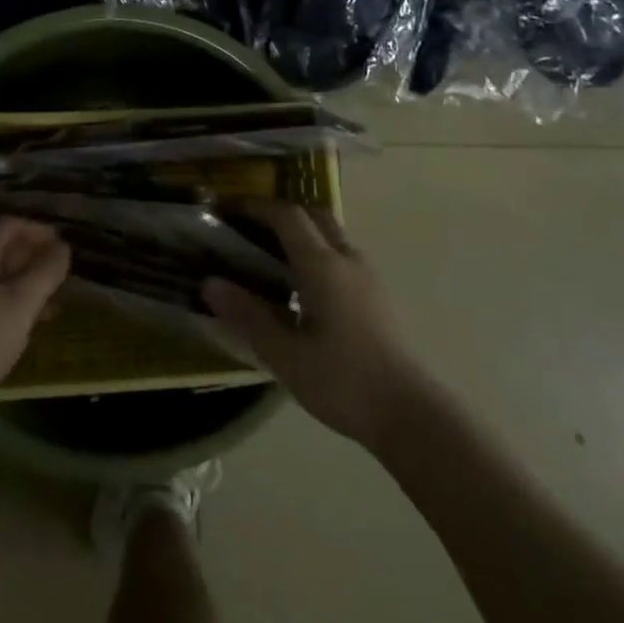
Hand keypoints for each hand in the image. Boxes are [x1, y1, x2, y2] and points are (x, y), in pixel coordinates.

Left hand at [0, 217, 70, 419]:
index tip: (61, 245)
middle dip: (27, 260)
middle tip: (57, 280)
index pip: (6, 225)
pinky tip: (6, 338)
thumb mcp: (18, 306)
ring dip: (14, 288)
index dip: (35, 229)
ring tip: (41, 312)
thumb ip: (44, 273)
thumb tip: (62, 244)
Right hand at [203, 201, 429, 449]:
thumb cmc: (343, 381)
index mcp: (322, 265)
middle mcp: (348, 260)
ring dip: (303, 235)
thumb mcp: (284, 354)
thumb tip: (209, 283)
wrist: (413, 415)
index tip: (230, 209)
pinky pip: (344, 258)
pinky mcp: (381, 298)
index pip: (287, 216)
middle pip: (315, 216)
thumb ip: (247, 316)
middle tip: (251, 230)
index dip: (257, 207)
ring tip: (273, 260)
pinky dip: (319, 255)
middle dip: (282, 214)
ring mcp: (370, 278)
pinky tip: (305, 291)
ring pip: (333, 237)